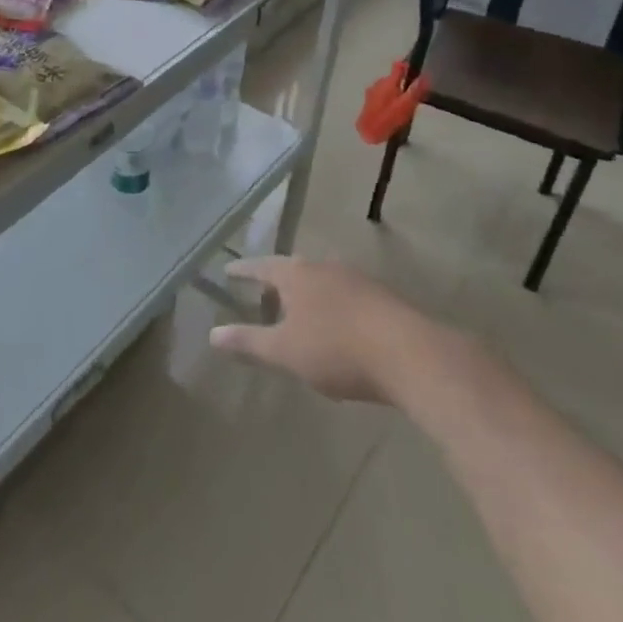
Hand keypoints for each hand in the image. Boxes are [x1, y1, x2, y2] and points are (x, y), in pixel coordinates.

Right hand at [209, 257, 410, 402]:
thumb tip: (212, 335)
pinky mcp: (382, 298)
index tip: (228, 271)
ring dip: (308, 293)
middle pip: (293, 269)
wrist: (410, 354)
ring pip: (322, 281)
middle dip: (277, 281)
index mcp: (296, 275)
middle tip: (264, 294)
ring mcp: (356, 279)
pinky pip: (346, 295)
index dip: (243, 271)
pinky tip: (338, 327)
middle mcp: (324, 267)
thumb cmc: (337, 350)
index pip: (261, 266)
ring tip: (299, 311)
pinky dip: (333, 306)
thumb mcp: (285, 352)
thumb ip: (249, 342)